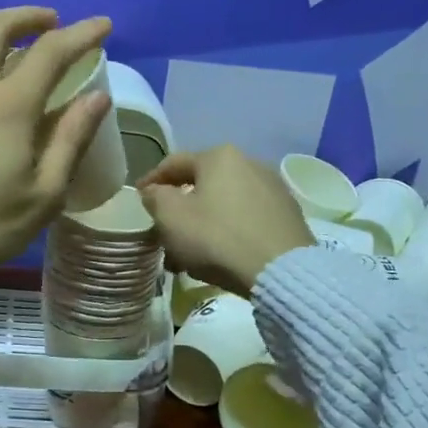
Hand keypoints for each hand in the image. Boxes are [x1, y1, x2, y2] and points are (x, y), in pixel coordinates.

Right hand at [139, 145, 314, 296]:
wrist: (279, 270)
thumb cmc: (217, 238)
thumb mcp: (172, 218)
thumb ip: (156, 199)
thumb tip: (155, 192)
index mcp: (219, 157)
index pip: (174, 163)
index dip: (151, 180)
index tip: (138, 197)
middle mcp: (250, 162)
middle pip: (203, 182)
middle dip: (181, 204)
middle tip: (165, 226)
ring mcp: (273, 187)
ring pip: (226, 201)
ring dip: (205, 220)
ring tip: (191, 247)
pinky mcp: (288, 213)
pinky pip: (247, 217)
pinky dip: (229, 229)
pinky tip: (221, 251)